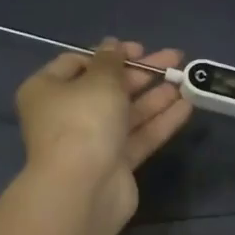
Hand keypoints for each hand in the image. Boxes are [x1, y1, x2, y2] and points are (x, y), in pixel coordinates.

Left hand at [15, 39, 191, 232]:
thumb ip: (111, 60)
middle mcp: (66, 115)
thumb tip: (112, 45)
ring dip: (155, 96)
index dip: (109, 54)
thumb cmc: (83, 122)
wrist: (83, 189)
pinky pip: (139, 136)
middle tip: (174, 59)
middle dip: (141, 73)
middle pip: (107, 87)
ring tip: (186, 80)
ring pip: (126, 113)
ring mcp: (91, 142)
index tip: (139, 49)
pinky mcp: (114, 164)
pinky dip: (160, 121)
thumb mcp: (99, 80)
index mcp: (48, 90)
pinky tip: (186, 107)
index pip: (77, 63)